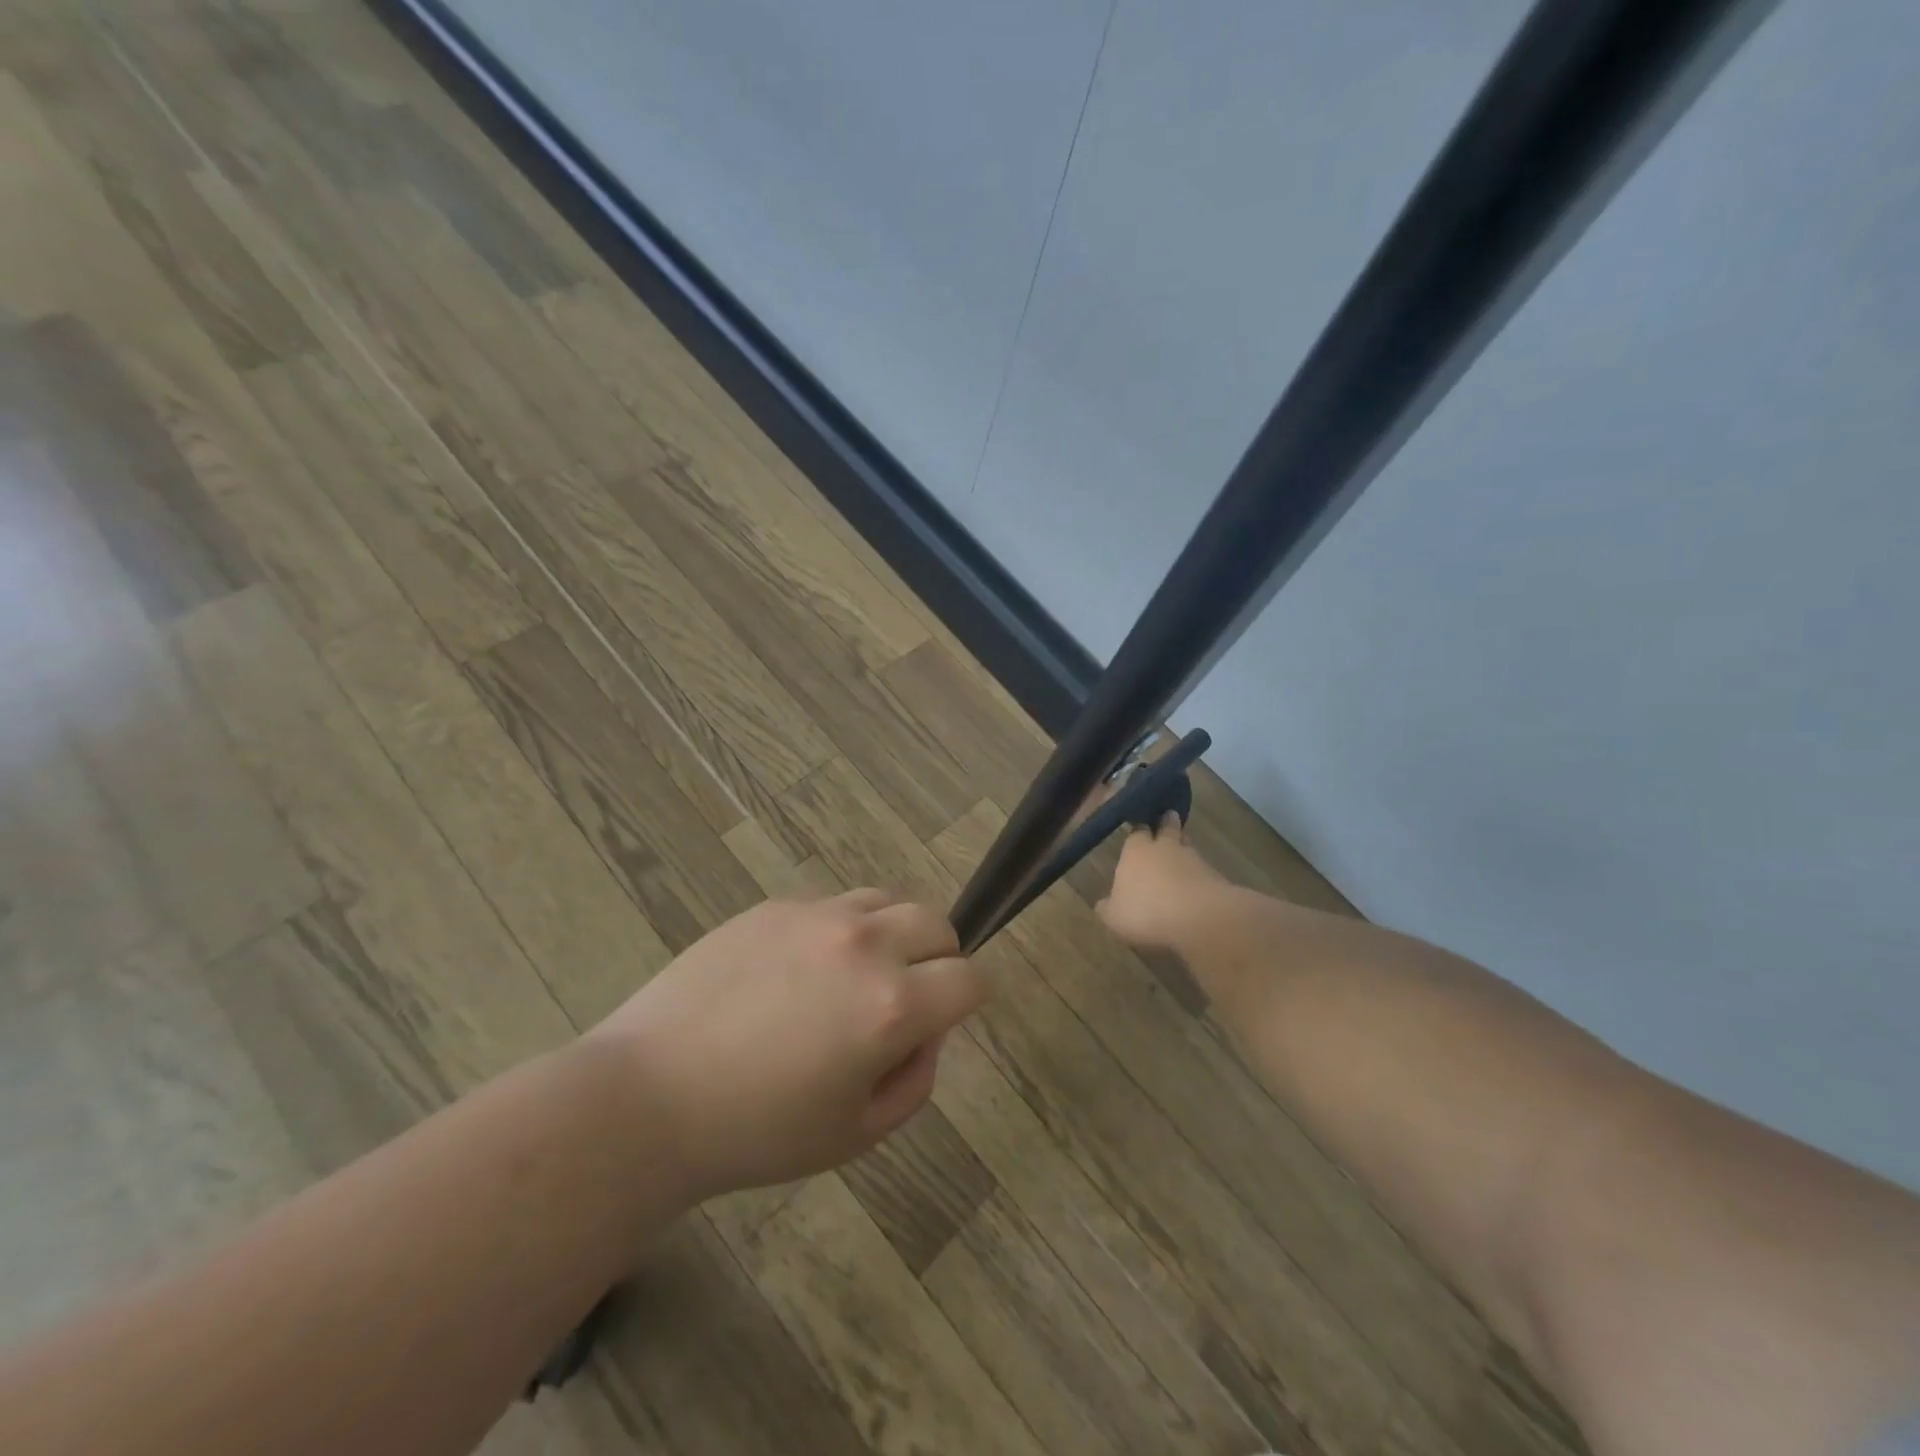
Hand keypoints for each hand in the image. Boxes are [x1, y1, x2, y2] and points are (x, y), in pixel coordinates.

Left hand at [588, 890, 986, 1201]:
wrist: (649, 1097)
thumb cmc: (758, 1132)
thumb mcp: (857, 1133)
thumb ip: (915, 1080)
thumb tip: (926, 1032)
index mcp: (892, 1005)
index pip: (970, 978)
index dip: (970, 998)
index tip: (949, 1015)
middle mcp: (864, 945)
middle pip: (936, 923)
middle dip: (939, 957)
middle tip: (906, 994)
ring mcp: (816, 916)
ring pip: (886, 901)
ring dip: (891, 933)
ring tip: (855, 973)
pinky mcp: (775, 906)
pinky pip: (832, 904)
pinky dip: (839, 929)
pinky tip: (798, 969)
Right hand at [1097, 812, 1232, 951]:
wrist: (1201, 919)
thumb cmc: (1146, 912)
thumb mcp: (1114, 917)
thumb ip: (1108, 908)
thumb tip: (1103, 904)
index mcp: (1136, 851)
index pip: (1137, 832)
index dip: (1139, 830)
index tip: (1140, 827)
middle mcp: (1165, 848)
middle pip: (1168, 828)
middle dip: (1167, 824)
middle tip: (1168, 819)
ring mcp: (1195, 860)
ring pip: (1188, 848)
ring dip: (1185, 851)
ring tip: (1181, 857)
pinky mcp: (1218, 878)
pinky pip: (1205, 873)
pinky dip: (1200, 878)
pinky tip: (1196, 890)